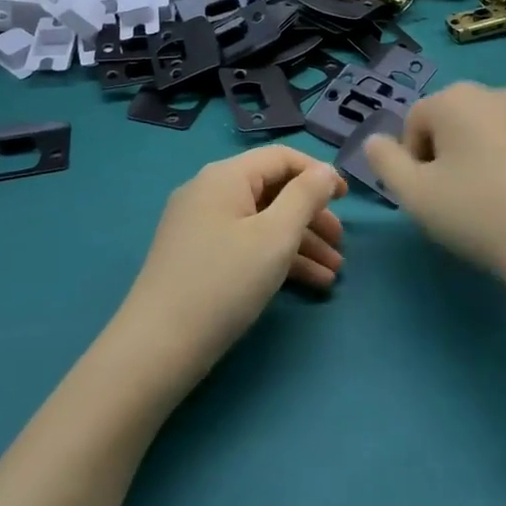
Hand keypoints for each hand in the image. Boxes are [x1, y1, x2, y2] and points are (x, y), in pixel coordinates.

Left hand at [119, 148, 345, 378]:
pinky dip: (275, 258)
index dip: (318, 173)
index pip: (281, 158)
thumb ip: (306, 197)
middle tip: (341, 245)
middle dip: (311, 216)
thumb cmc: (224, 283)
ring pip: (261, 222)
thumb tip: (325, 171)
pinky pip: (245, 243)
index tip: (347, 199)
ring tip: (333, 273)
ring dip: (300, 243)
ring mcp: (199, 225)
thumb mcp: (275, 237)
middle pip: (272, 191)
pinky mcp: (196, 256)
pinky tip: (308, 284)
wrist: (157, 348)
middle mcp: (209, 191)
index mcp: (225, 176)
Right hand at [364, 83, 505, 296]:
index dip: (413, 162)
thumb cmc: (478, 214)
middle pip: (451, 123)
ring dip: (478, 158)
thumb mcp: (414, 194)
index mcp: (456, 98)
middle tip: (455, 200)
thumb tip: (375, 141)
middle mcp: (495, 92)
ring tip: (489, 203)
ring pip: (487, 132)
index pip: (415, 123)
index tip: (429, 196)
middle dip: (445, 156)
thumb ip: (384, 161)